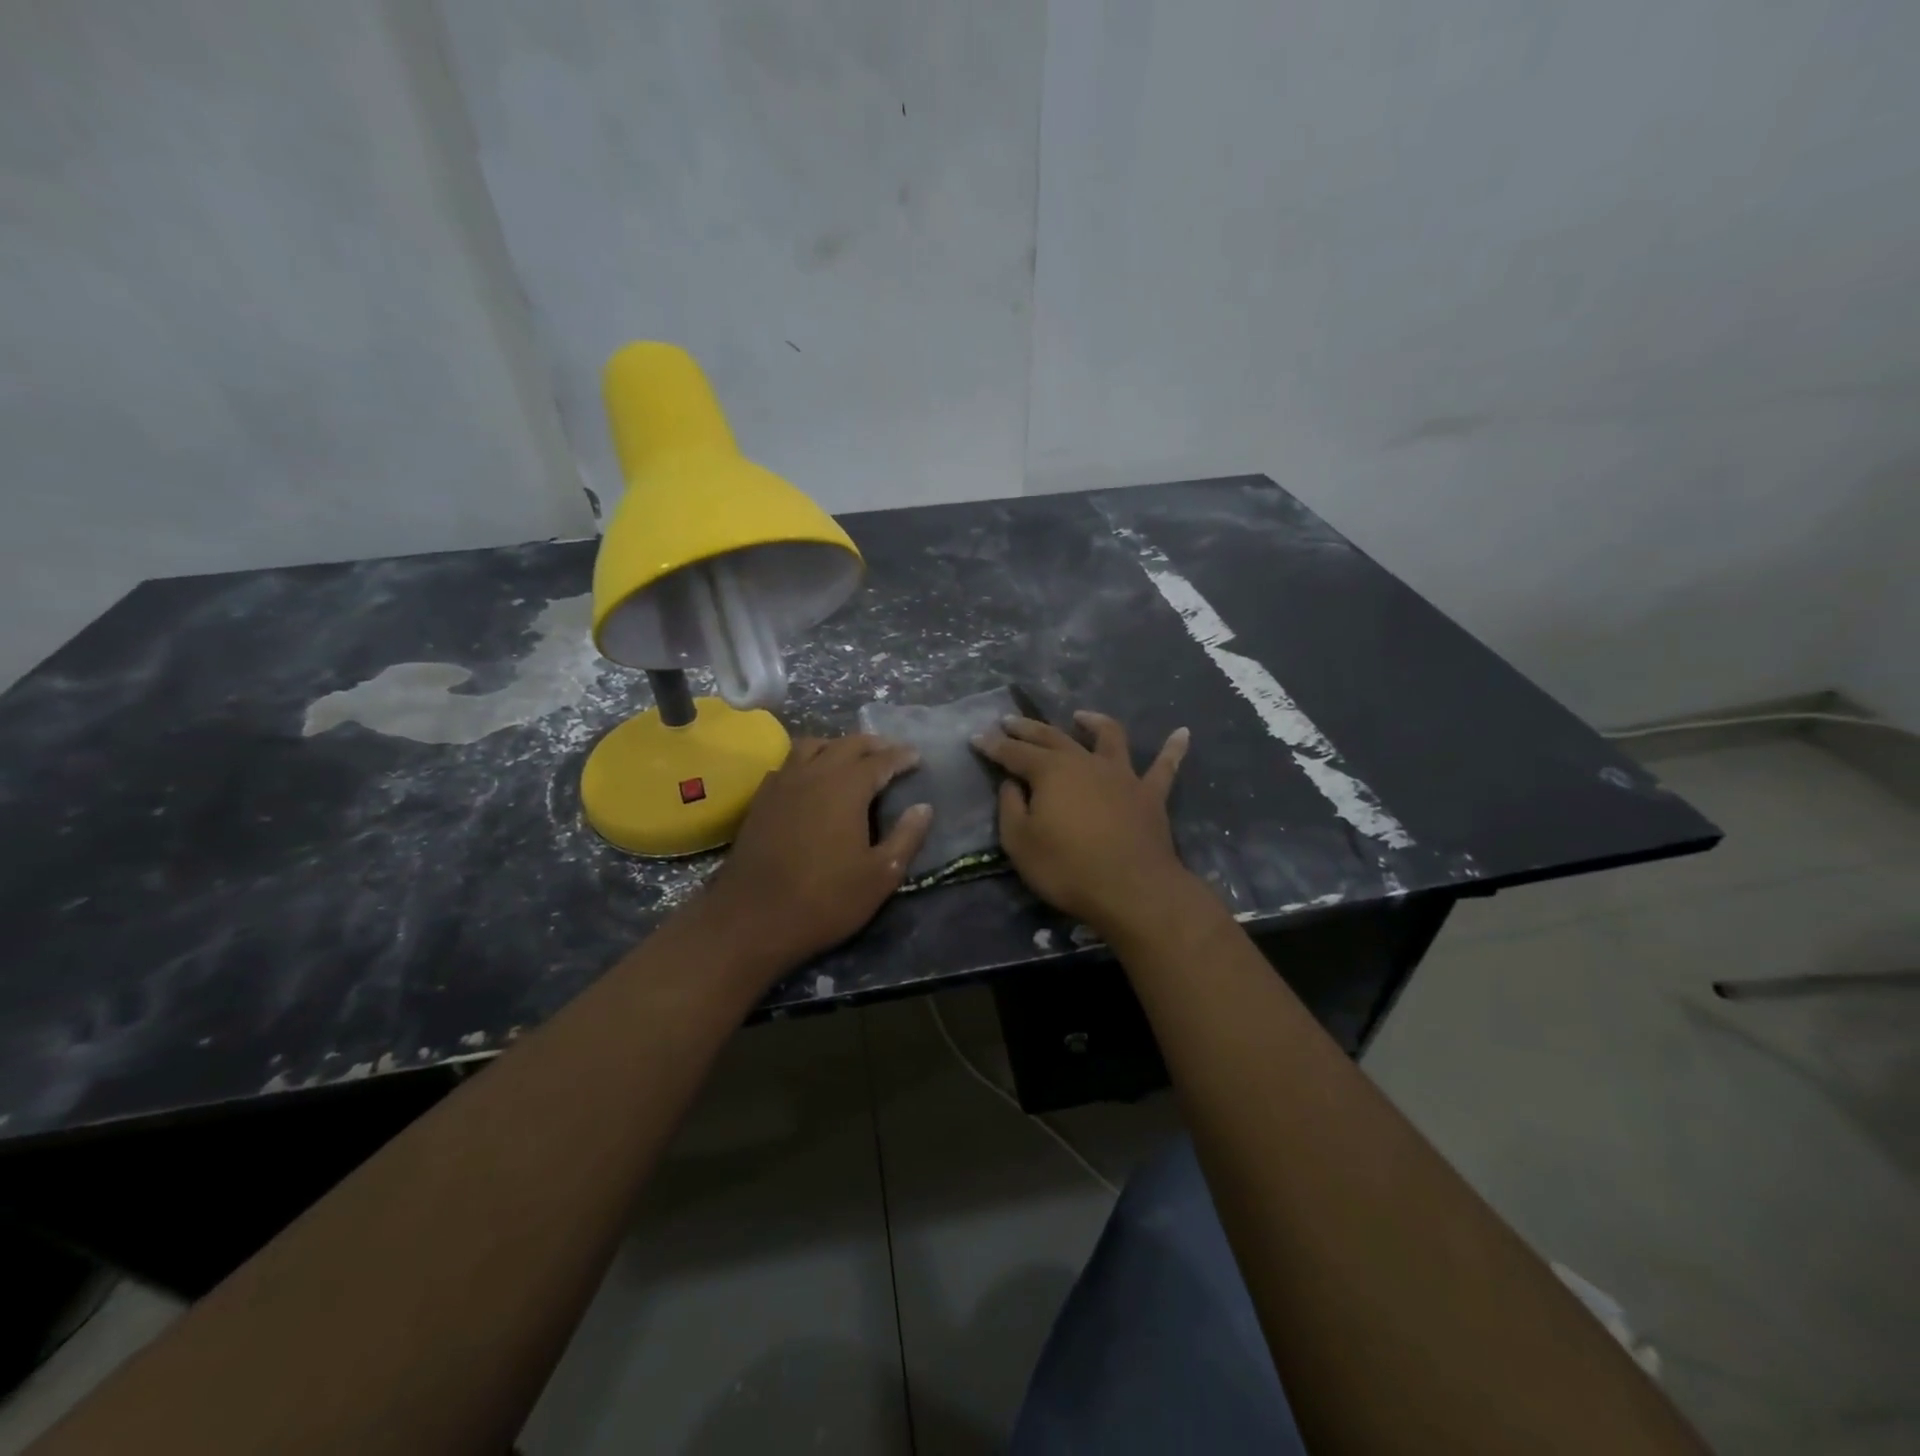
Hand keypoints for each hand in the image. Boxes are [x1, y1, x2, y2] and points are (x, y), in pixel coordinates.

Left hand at [696, 735, 931, 968]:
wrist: (753, 918)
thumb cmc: (826, 899)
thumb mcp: (880, 875)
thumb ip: (906, 837)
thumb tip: (924, 808)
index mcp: (847, 787)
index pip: (881, 760)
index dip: (902, 756)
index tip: (917, 757)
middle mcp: (814, 773)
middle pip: (847, 744)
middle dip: (873, 745)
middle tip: (890, 753)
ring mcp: (782, 783)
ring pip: (812, 746)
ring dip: (836, 746)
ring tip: (850, 758)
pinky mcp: (761, 800)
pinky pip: (788, 764)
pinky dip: (807, 762)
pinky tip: (811, 780)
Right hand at [971, 711, 1190, 935]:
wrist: (1132, 889)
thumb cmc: (1067, 868)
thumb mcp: (1020, 843)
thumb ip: (1011, 808)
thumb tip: (1012, 784)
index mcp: (1050, 772)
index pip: (1014, 753)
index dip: (993, 745)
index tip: (977, 737)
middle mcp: (1085, 762)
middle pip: (1053, 737)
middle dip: (1028, 728)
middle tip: (1010, 720)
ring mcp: (1121, 775)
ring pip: (1108, 737)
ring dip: (1093, 722)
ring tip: (1081, 716)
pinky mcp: (1150, 794)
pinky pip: (1164, 767)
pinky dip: (1173, 749)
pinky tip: (1182, 733)